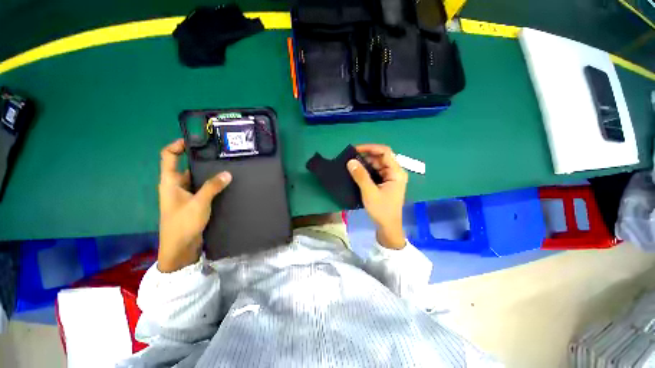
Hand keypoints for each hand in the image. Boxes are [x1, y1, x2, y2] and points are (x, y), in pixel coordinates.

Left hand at [158, 139, 231, 271]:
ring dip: (209, 174)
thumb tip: (227, 173)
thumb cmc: (182, 224)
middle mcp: (176, 186)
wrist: (180, 249)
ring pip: (197, 179)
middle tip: (220, 155)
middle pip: (186, 166)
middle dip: (201, 160)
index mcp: (170, 182)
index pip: (168, 156)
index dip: (177, 146)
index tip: (195, 141)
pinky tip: (226, 183)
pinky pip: (203, 189)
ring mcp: (186, 195)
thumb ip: (212, 187)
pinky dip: (213, 185)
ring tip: (227, 167)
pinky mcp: (194, 203)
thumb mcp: (198, 203)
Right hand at [347, 144, 407, 248]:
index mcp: (396, 172)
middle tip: (350, 159)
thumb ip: (361, 176)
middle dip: (366, 156)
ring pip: (377, 164)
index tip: (356, 150)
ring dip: (365, 163)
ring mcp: (390, 178)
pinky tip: (357, 172)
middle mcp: (395, 172)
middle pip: (380, 157)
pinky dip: (366, 171)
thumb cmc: (381, 210)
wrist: (388, 227)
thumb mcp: (370, 192)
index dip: (370, 148)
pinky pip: (375, 172)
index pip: (385, 152)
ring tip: (351, 165)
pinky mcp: (385, 183)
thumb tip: (350, 161)